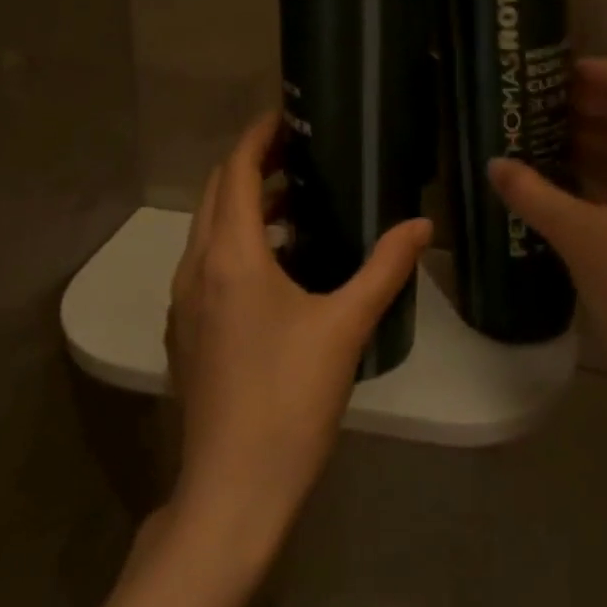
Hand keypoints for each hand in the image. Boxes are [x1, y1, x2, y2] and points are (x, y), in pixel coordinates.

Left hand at [164, 113, 431, 562]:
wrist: (232, 491)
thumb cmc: (289, 400)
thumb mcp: (346, 327)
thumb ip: (385, 269)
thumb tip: (422, 226)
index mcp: (231, 257)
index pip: (235, 172)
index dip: (258, 136)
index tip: (287, 115)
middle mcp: (196, 270)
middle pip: (216, 195)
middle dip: (253, 165)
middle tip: (301, 152)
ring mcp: (184, 304)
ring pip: (210, 231)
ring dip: (246, 207)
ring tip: (299, 204)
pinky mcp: (186, 333)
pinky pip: (208, 265)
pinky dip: (238, 244)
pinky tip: (281, 268)